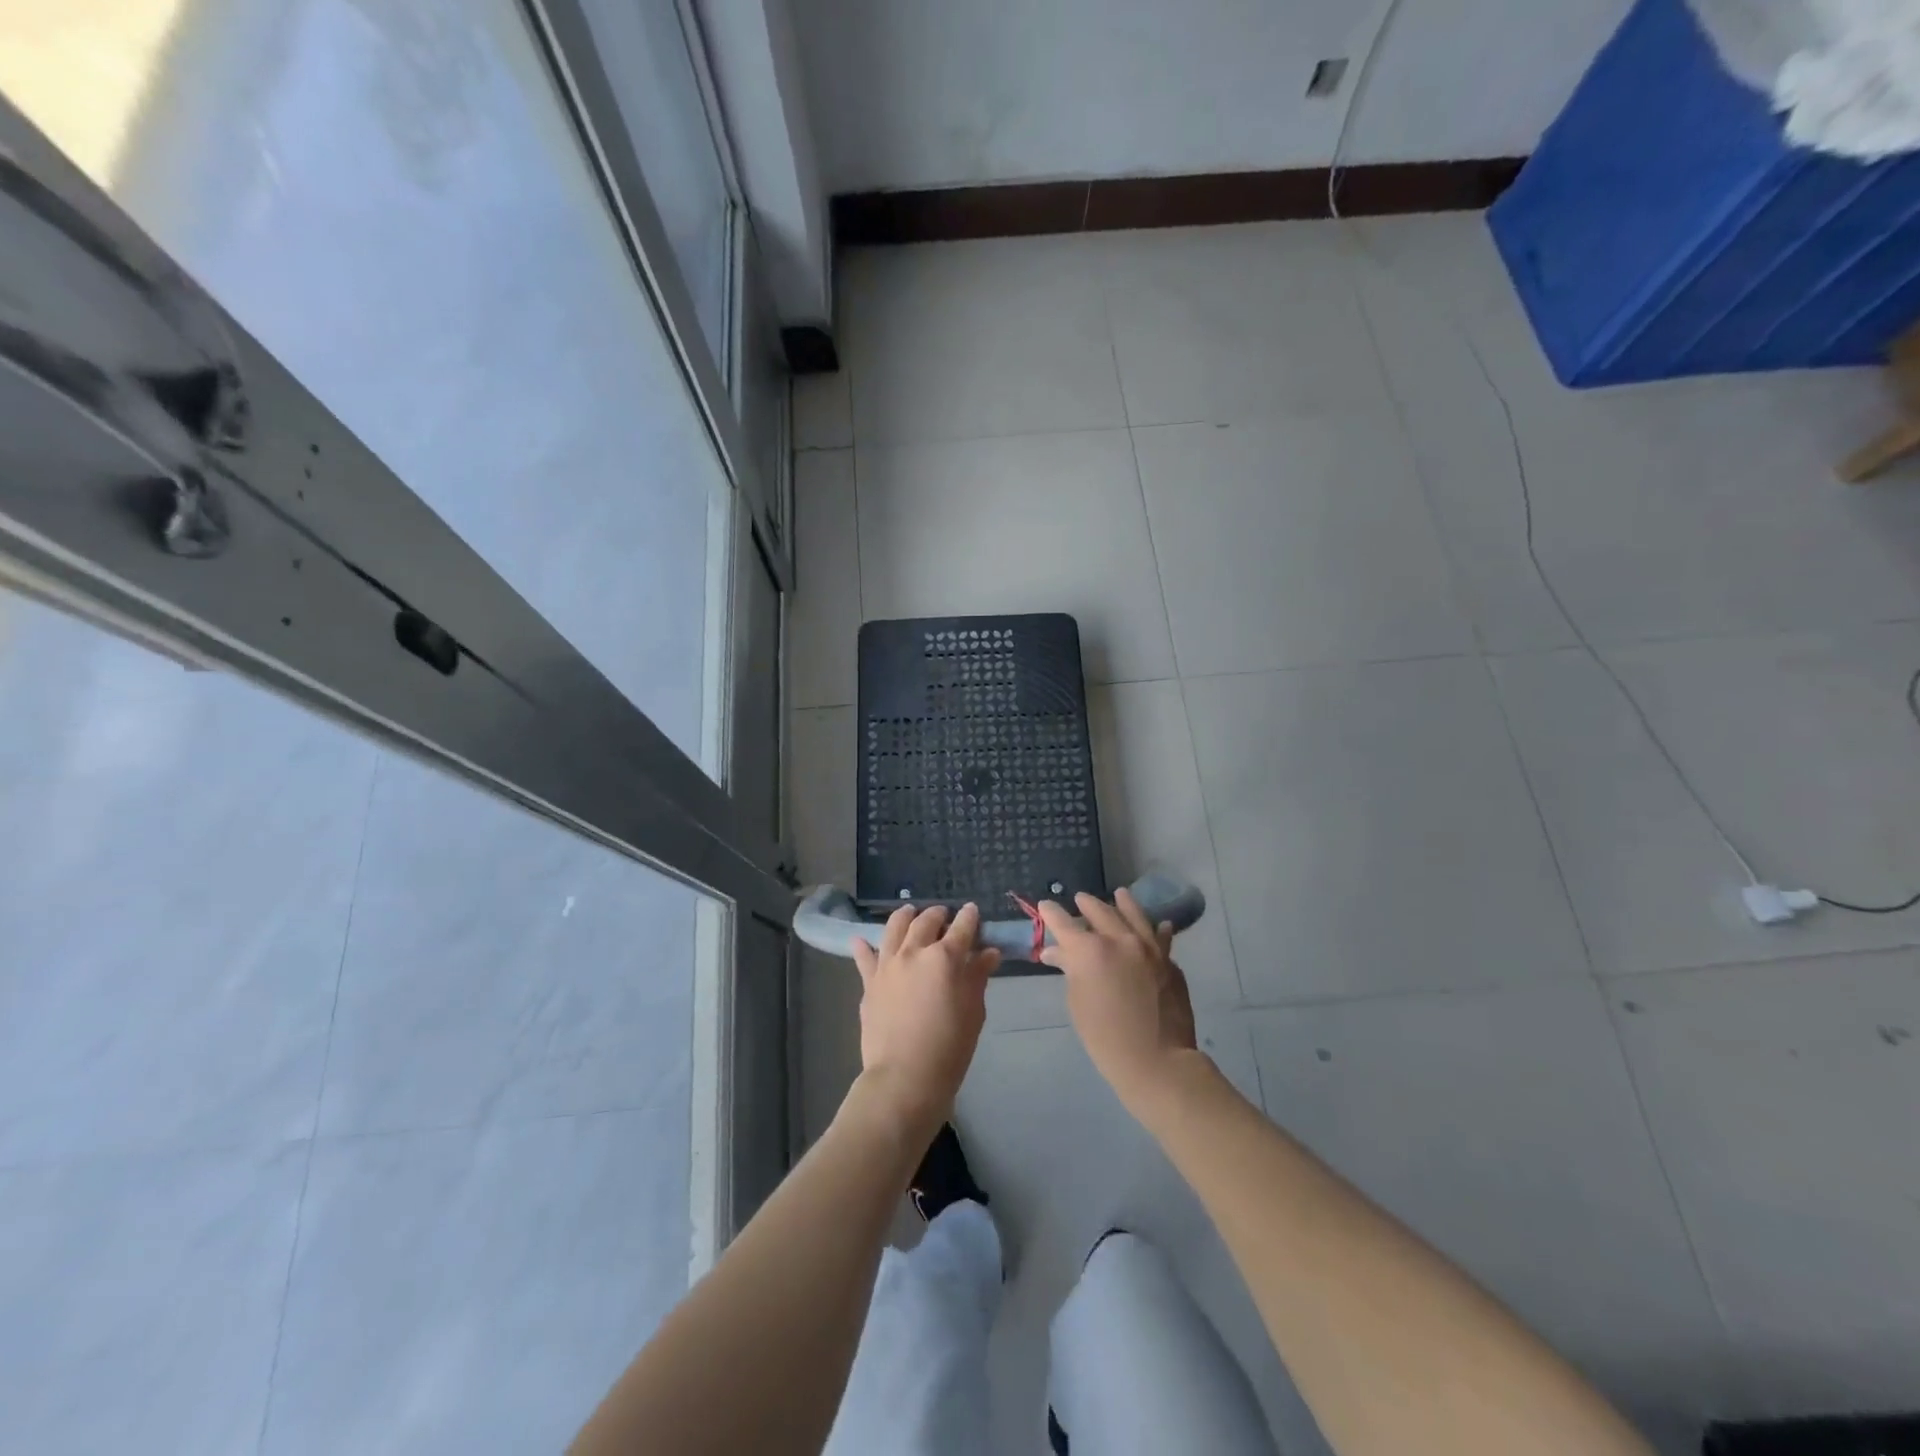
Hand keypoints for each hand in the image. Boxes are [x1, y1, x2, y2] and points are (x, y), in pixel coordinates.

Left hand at [851, 904, 1000, 1140]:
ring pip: (894, 927)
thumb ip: (977, 977)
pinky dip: (863, 946)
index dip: (970, 917)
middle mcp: (914, 952)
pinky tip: (861, 940)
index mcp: (945, 957)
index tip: (973, 911)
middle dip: (938, 914)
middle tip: (944, 916)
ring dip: (905, 916)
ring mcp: (887, 965)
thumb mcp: (973, 1012)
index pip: (962, 927)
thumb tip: (988, 953)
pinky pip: (864, 957)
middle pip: (926, 921)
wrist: (904, 1077)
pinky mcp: (869, 982)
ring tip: (909, 912)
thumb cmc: (949, 1048)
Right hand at [1039, 889, 1198, 1114]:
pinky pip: (1161, 937)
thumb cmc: (1105, 1037)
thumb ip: (1070, 970)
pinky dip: (1156, 929)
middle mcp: (1121, 939)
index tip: (1044, 905)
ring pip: (1135, 915)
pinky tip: (1159, 925)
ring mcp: (1150, 948)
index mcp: (1091, 950)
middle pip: (1100, 911)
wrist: (1158, 1060)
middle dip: (1086, 904)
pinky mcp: (1169, 961)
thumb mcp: (1077, 1002)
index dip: (1050, 913)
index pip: (1063, 922)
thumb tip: (1059, 953)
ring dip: (1124, 904)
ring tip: (1119, 894)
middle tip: (1079, 899)